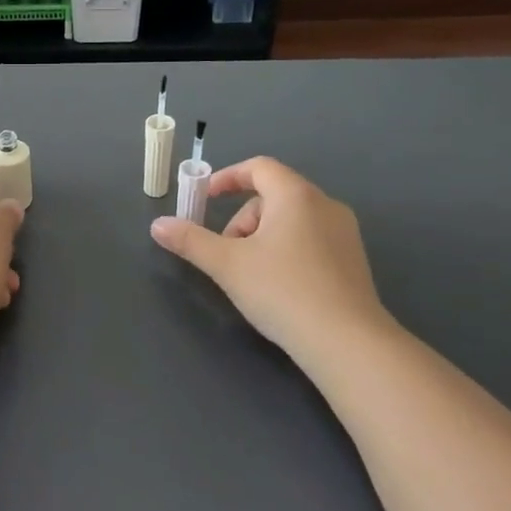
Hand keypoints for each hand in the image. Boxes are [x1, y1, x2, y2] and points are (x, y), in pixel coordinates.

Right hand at [149, 156, 390, 367]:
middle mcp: (325, 205)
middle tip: (227, 253)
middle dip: (242, 219)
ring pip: (291, 220)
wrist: (347, 343)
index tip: (205, 197)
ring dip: (262, 237)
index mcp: (296, 196)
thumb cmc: (282, 291)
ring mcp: (345, 234)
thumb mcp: (227, 265)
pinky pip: (310, 240)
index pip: (259, 167)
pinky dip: (286, 251)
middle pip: (273, 196)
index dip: (227, 177)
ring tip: (251, 275)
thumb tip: (158, 225)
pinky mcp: (353, 261)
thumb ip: (190, 240)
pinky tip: (279, 287)